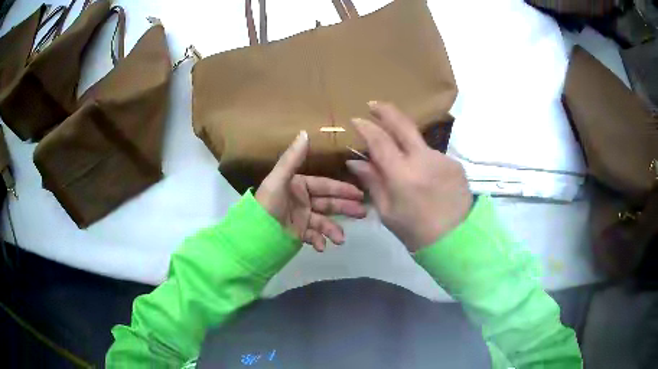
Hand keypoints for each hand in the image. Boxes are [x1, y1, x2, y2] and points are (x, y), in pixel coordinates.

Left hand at [256, 131, 366, 251]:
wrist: (255, 235)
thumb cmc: (267, 205)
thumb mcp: (278, 180)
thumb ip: (292, 158)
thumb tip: (305, 132)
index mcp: (298, 185)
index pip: (325, 185)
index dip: (342, 189)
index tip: (359, 193)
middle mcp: (302, 200)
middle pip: (329, 203)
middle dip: (346, 208)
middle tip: (362, 213)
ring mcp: (301, 218)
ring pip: (324, 221)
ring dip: (333, 230)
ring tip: (341, 239)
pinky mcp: (299, 233)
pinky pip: (313, 236)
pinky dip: (319, 241)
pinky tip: (321, 247)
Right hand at [347, 102, 472, 251]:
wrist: (456, 239)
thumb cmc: (415, 231)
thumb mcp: (387, 211)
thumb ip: (372, 181)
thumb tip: (355, 161)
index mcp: (403, 175)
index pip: (380, 141)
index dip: (366, 127)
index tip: (356, 120)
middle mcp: (424, 160)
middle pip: (403, 125)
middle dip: (386, 111)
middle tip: (374, 104)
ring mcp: (442, 159)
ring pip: (418, 142)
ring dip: (406, 145)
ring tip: (403, 164)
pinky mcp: (454, 163)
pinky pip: (431, 155)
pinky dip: (422, 160)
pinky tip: (424, 177)